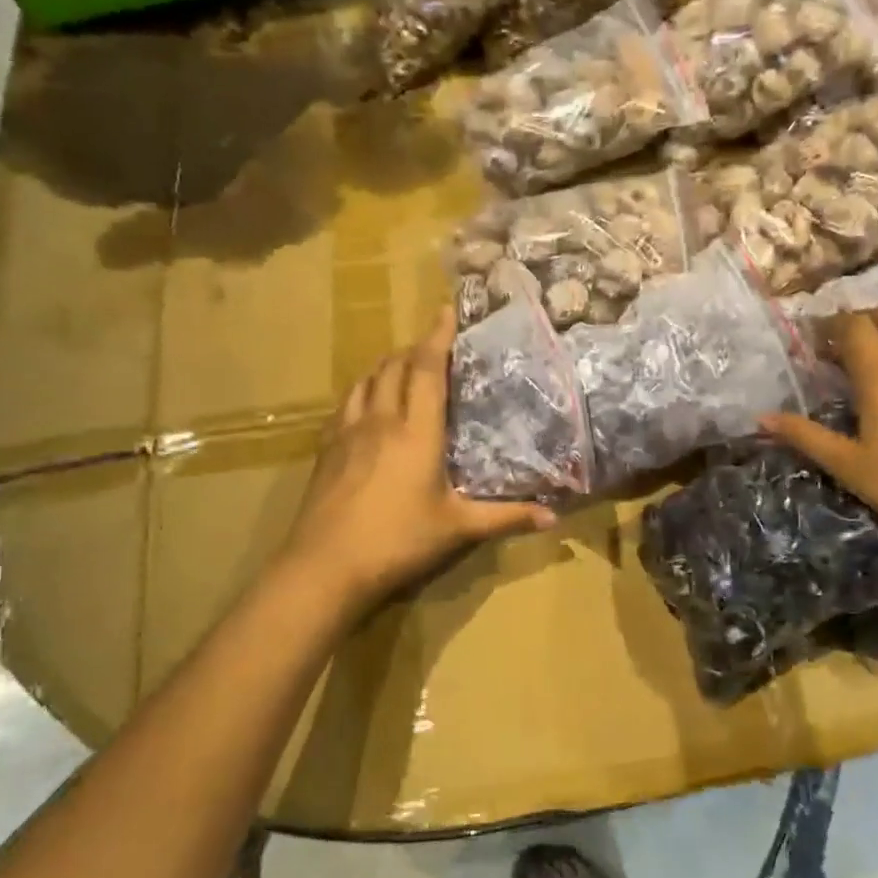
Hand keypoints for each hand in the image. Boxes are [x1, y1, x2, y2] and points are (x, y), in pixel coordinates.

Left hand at [276, 309, 554, 612]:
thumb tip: (553, 516)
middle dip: (414, 348)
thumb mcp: (458, 529)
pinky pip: (346, 404)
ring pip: (366, 380)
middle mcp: (380, 420)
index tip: (446, 311)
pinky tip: (367, 404)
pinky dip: (363, 390)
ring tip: (402, 366)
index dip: (437, 337)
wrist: (325, 567)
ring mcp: (347, 432)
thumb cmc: (398, 541)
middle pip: (393, 366)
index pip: (426, 369)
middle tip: (434, 346)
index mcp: (416, 431)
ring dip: (386, 365)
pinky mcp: (326, 449)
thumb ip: (506, 517)